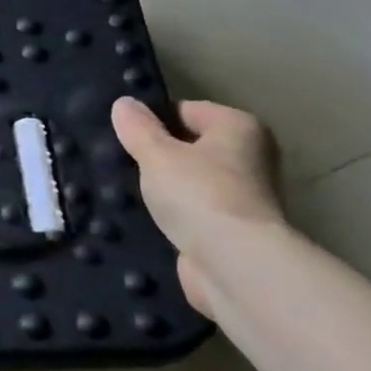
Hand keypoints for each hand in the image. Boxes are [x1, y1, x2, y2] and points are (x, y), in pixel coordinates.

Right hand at [111, 97, 284, 315]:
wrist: (235, 266)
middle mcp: (250, 159)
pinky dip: (173, 216)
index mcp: (240, 128)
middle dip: (159, 155)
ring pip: (190, 182)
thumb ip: (138, 128)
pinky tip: (144, 218)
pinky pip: (193, 213)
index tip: (124, 133)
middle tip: (120, 160)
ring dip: (164, 188)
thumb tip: (124, 103)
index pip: (187, 110)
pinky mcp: (232, 233)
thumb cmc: (199, 193)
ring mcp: (244, 199)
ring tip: (127, 189)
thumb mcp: (157, 153)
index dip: (153, 119)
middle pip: (191, 147)